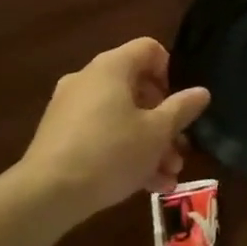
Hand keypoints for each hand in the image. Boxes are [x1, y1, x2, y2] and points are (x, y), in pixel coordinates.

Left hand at [18, 39, 210, 217]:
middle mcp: (88, 79)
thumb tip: (201, 92)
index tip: (181, 103)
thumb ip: (182, 108)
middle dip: (164, 122)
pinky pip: (101, 134)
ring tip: (167, 176)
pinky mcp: (59, 136)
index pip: (149, 49)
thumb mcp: (157, 132)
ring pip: (121, 116)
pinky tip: (144, 186)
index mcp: (112, 66)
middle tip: (180, 150)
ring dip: (148, 143)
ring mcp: (70, 108)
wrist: (45, 196)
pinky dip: (123, 151)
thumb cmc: (110, 152)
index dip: (171, 71)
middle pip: (138, 88)